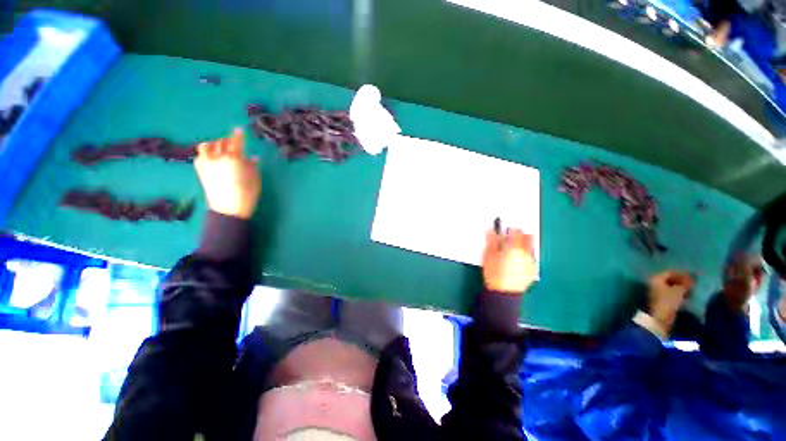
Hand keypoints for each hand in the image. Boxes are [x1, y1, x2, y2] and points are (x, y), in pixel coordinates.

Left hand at [195, 128, 260, 219]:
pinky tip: (213, 159)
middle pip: (221, 143)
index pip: (236, 143)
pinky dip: (207, 154)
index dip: (239, 135)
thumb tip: (252, 157)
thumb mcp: (255, 180)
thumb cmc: (247, 195)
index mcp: (234, 160)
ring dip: (215, 145)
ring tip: (221, 149)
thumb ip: (253, 166)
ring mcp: (206, 164)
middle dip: (228, 141)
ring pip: (207, 146)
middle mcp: (218, 158)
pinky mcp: (200, 171)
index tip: (240, 129)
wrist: (228, 210)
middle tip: (234, 143)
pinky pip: (201, 156)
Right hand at [482, 228, 536, 293]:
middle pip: (527, 236)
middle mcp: (526, 252)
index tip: (504, 232)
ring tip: (513, 250)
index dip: (509, 229)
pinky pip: (532, 256)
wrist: (504, 293)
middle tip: (509, 239)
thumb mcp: (488, 256)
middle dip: (519, 235)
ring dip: (523, 244)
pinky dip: (526, 254)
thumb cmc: (494, 274)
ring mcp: (531, 261)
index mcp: (514, 247)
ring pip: (531, 246)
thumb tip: (492, 231)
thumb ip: (491, 241)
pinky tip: (518, 259)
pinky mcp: (533, 269)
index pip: (516, 231)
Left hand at [648, 270, 694, 331]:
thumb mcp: (679, 290)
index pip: (670, 272)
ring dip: (681, 287)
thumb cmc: (668, 302)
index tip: (694, 276)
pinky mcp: (661, 300)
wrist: (660, 318)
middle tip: (694, 283)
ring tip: (692, 290)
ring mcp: (656, 292)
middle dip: (682, 280)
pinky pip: (671, 293)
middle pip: (670, 279)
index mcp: (656, 278)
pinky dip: (679, 293)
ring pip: (671, 286)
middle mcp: (654, 283)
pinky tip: (687, 296)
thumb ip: (686, 283)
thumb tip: (693, 276)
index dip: (682, 273)